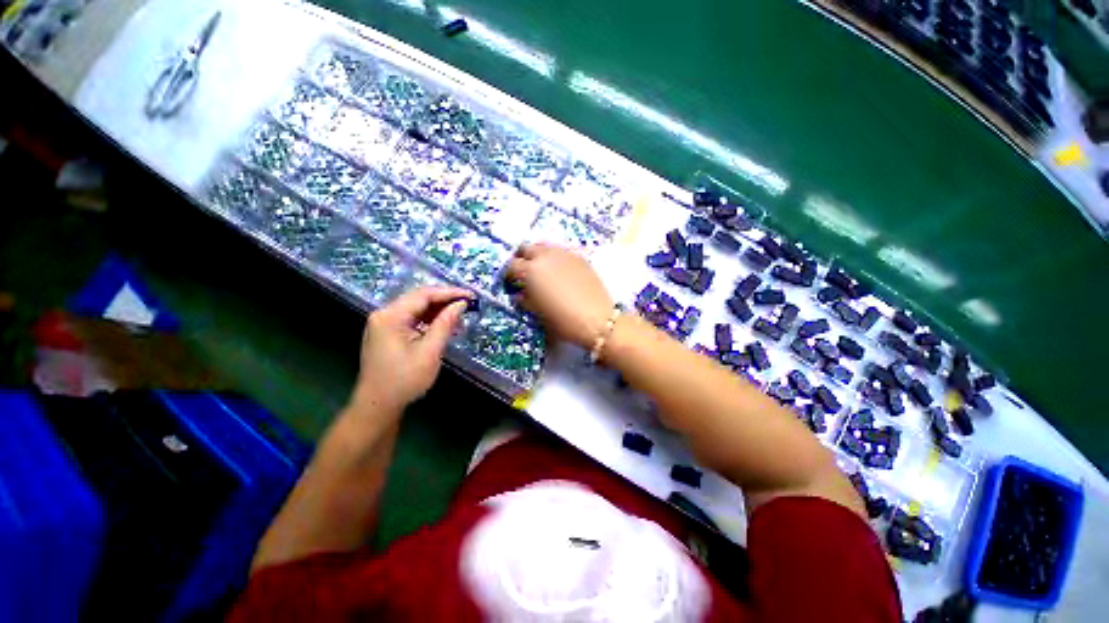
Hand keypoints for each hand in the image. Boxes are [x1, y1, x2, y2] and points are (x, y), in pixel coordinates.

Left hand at [350, 285, 473, 416]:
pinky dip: (423, 322)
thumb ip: (444, 325)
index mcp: (391, 315)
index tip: (471, 296)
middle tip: (467, 306)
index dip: (449, 293)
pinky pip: (406, 321)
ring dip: (434, 312)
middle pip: (416, 299)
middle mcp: (383, 314)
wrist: (377, 405)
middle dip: (442, 301)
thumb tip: (460, 305)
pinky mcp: (382, 335)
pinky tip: (439, 328)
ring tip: (457, 318)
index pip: (423, 294)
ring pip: (411, 310)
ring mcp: (380, 324)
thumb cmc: (403, 381)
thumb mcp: (428, 353)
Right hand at [505, 243, 613, 347]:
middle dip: (521, 259)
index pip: (511, 265)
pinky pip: (560, 251)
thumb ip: (525, 300)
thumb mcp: (538, 314)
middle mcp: (545, 256)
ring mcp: (564, 254)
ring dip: (537, 255)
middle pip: (526, 248)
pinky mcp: (579, 257)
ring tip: (540, 270)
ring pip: (543, 246)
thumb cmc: (564, 321)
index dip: (508, 275)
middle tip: (522, 273)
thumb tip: (519, 294)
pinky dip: (554, 257)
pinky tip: (558, 271)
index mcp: (531, 271)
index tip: (510, 283)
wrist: (599, 320)